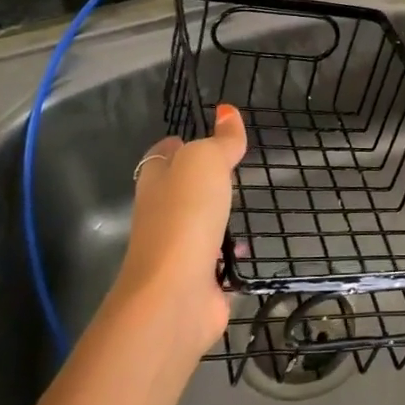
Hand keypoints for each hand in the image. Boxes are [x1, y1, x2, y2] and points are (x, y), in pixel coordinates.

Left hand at [109, 104, 247, 357]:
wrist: (174, 293)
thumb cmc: (185, 215)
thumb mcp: (206, 162)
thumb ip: (221, 140)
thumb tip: (227, 111)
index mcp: (155, 179)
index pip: (164, 154)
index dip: (181, 143)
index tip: (207, 136)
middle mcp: (160, 213)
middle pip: (179, 189)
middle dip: (202, 181)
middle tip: (233, 170)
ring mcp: (176, 249)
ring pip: (198, 224)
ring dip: (217, 218)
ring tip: (245, 206)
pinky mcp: (197, 279)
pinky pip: (216, 260)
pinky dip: (230, 254)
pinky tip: (249, 249)